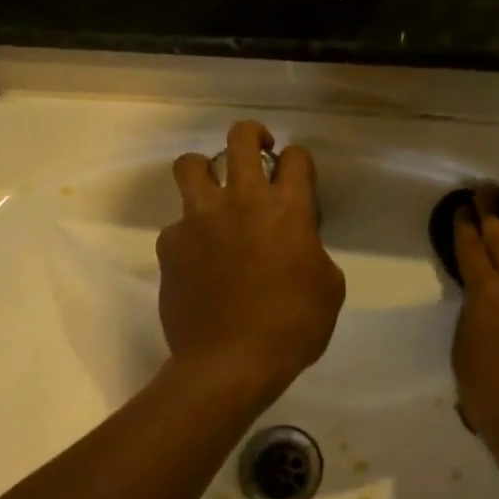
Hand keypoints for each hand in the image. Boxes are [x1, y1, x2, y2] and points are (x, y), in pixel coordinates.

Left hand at [158, 122, 345, 397]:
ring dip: (204, 170)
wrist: (229, 364)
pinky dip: (188, 234)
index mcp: (286, 209)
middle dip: (252, 133)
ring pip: (190, 165)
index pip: (296, 158)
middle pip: (240, 138)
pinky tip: (197, 259)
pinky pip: (176, 225)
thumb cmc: (292, 328)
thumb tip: (296, 244)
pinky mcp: (170, 244)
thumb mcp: (328, 288)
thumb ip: (312, 251)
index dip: (299, 161)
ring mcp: (199, 219)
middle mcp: (241, 201)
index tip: (296, 175)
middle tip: (258, 150)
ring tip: (213, 191)